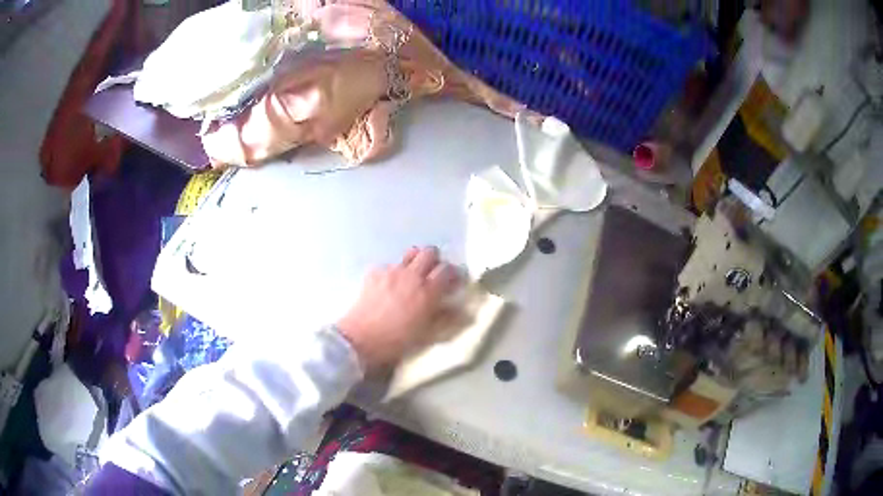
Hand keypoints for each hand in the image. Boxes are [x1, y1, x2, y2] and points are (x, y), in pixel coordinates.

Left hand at [337, 246, 459, 371]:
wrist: (360, 340)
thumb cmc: (397, 342)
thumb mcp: (427, 335)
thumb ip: (446, 319)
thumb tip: (463, 311)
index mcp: (428, 291)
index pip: (448, 270)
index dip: (453, 274)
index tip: (454, 282)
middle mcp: (411, 276)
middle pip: (429, 252)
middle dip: (435, 261)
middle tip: (433, 275)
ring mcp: (391, 272)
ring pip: (409, 253)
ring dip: (415, 261)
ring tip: (412, 276)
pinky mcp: (374, 273)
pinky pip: (389, 265)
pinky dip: (393, 272)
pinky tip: (389, 286)